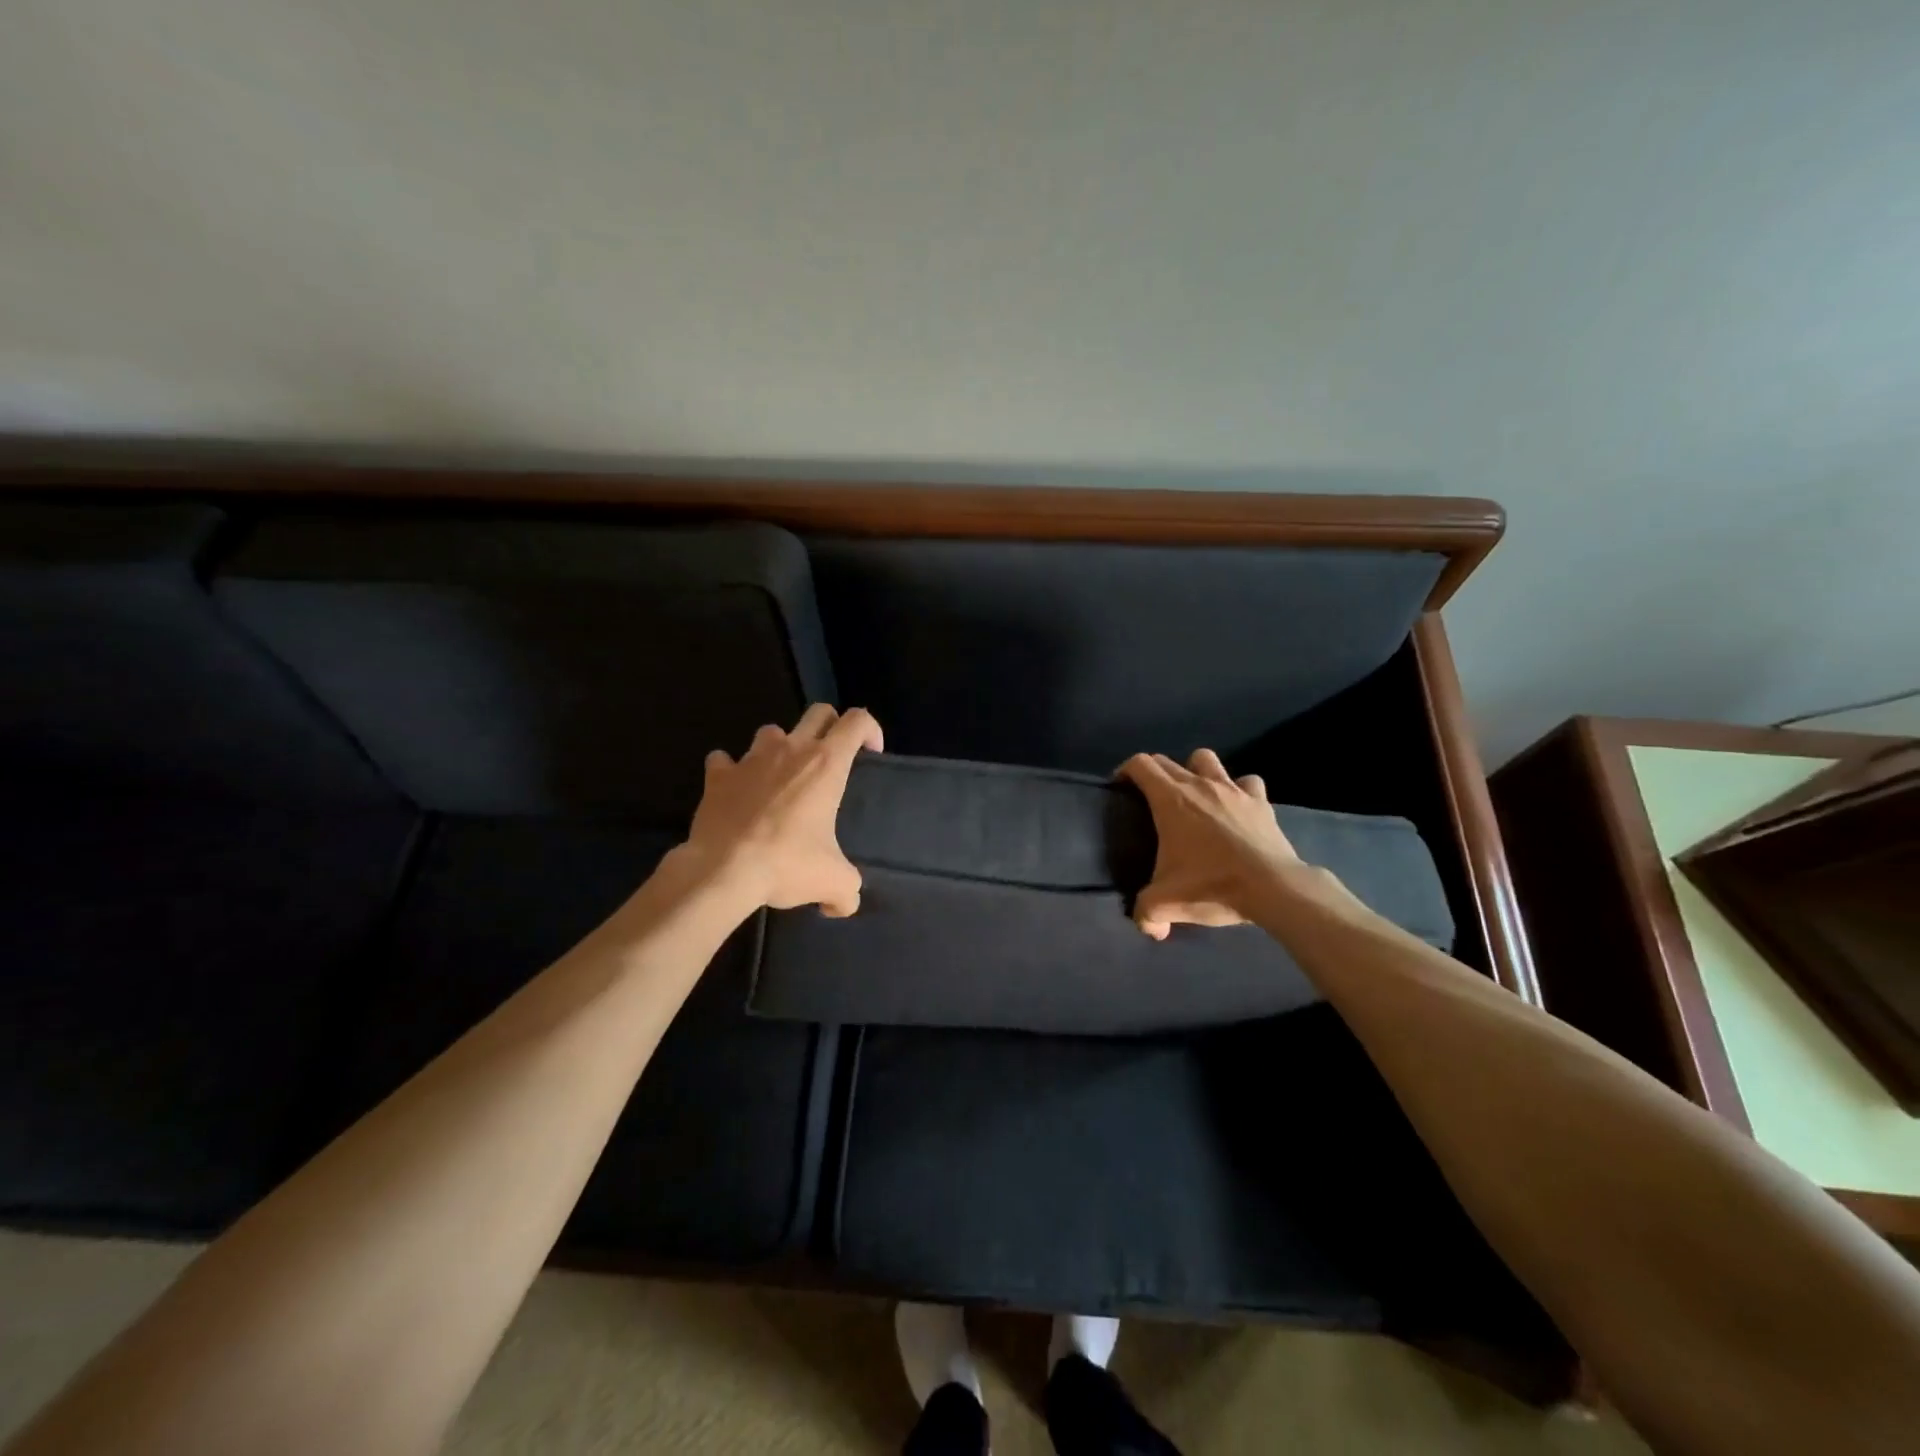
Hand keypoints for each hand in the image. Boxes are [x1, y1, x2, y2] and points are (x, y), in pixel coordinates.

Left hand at [684, 704, 883, 914]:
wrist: (724, 870)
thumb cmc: (787, 864)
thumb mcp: (833, 881)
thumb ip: (847, 891)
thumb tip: (841, 905)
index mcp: (826, 764)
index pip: (858, 721)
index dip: (870, 730)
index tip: (871, 753)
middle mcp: (791, 749)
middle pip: (819, 713)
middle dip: (830, 727)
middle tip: (831, 758)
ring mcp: (751, 758)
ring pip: (772, 731)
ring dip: (781, 747)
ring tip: (781, 776)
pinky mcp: (718, 775)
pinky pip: (724, 760)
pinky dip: (732, 770)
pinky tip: (737, 789)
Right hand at [1118, 749, 1300, 939]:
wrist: (1272, 887)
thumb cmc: (1211, 885)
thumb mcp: (1167, 903)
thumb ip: (1147, 914)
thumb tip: (1149, 927)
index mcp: (1170, 800)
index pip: (1141, 765)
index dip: (1126, 770)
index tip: (1121, 787)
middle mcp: (1199, 785)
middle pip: (1168, 761)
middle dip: (1154, 772)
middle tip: (1151, 797)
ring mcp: (1232, 789)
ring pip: (1207, 760)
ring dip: (1196, 770)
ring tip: (1195, 794)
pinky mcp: (1260, 802)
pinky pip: (1247, 782)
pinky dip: (1239, 789)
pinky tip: (1236, 806)